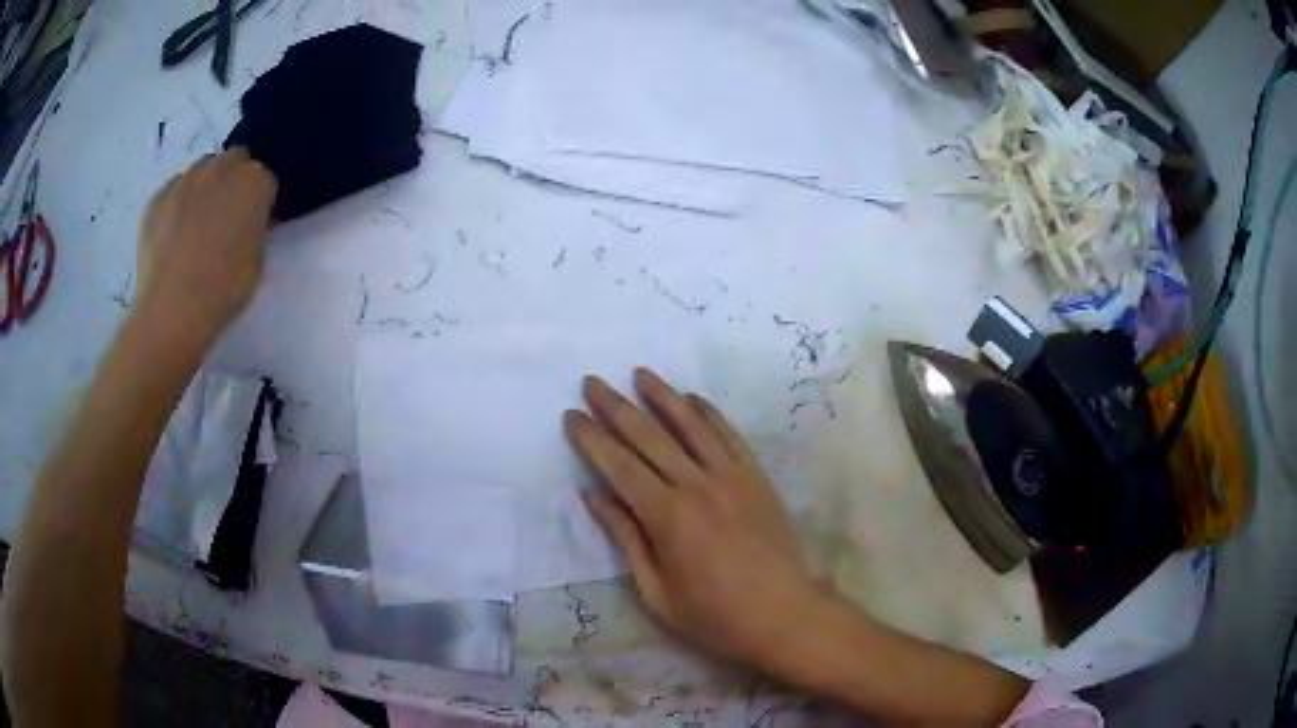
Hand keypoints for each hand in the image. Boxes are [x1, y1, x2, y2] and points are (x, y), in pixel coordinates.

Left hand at [136, 148, 276, 341]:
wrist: (172, 311)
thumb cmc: (224, 291)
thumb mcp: (258, 261)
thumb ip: (255, 229)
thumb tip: (247, 223)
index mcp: (254, 181)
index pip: (265, 181)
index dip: (260, 204)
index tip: (253, 227)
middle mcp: (221, 168)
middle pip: (233, 162)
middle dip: (232, 183)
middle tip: (225, 220)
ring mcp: (185, 180)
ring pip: (201, 171)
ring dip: (204, 189)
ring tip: (195, 228)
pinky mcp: (157, 198)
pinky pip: (172, 192)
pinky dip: (176, 206)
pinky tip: (173, 238)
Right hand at [565, 368, 828, 672]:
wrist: (785, 614)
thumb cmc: (714, 615)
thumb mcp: (657, 591)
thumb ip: (626, 539)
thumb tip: (594, 497)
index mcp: (668, 517)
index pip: (619, 466)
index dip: (592, 439)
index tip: (571, 415)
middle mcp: (698, 485)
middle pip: (650, 436)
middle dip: (616, 407)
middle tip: (593, 382)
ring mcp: (732, 477)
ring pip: (691, 425)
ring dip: (663, 396)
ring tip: (640, 373)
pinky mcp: (757, 478)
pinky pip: (730, 436)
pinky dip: (709, 413)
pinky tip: (693, 398)